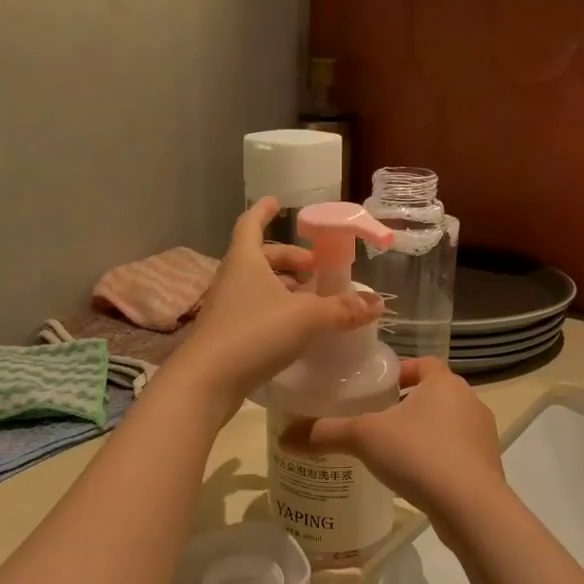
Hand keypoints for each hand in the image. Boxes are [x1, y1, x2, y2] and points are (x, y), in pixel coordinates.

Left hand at [165, 198, 382, 416]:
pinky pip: (254, 311)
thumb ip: (341, 309)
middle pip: (260, 258)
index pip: (251, 224)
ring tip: (311, 300)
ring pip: (257, 286)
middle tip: (316, 268)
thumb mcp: (306, 318)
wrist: (207, 382)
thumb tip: (376, 303)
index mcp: (245, 261)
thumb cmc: (254, 334)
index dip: (264, 211)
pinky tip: (294, 330)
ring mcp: (225, 308)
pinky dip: (275, 311)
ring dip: (283, 287)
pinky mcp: (225, 335)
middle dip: (289, 259)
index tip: (277, 202)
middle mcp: (231, 279)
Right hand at [279, 356, 503, 519]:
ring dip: (423, 432)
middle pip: (435, 393)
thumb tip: (284, 436)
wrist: (472, 508)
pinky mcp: (488, 467)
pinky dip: (437, 458)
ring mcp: (483, 436)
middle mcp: (470, 402)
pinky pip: (457, 453)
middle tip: (375, 419)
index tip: (377, 385)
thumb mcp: (364, 438)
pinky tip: (414, 477)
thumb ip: (325, 433)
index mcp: (445, 383)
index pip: (423, 362)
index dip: (401, 370)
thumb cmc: (420, 454)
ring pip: (447, 424)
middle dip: (407, 403)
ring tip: (391, 450)